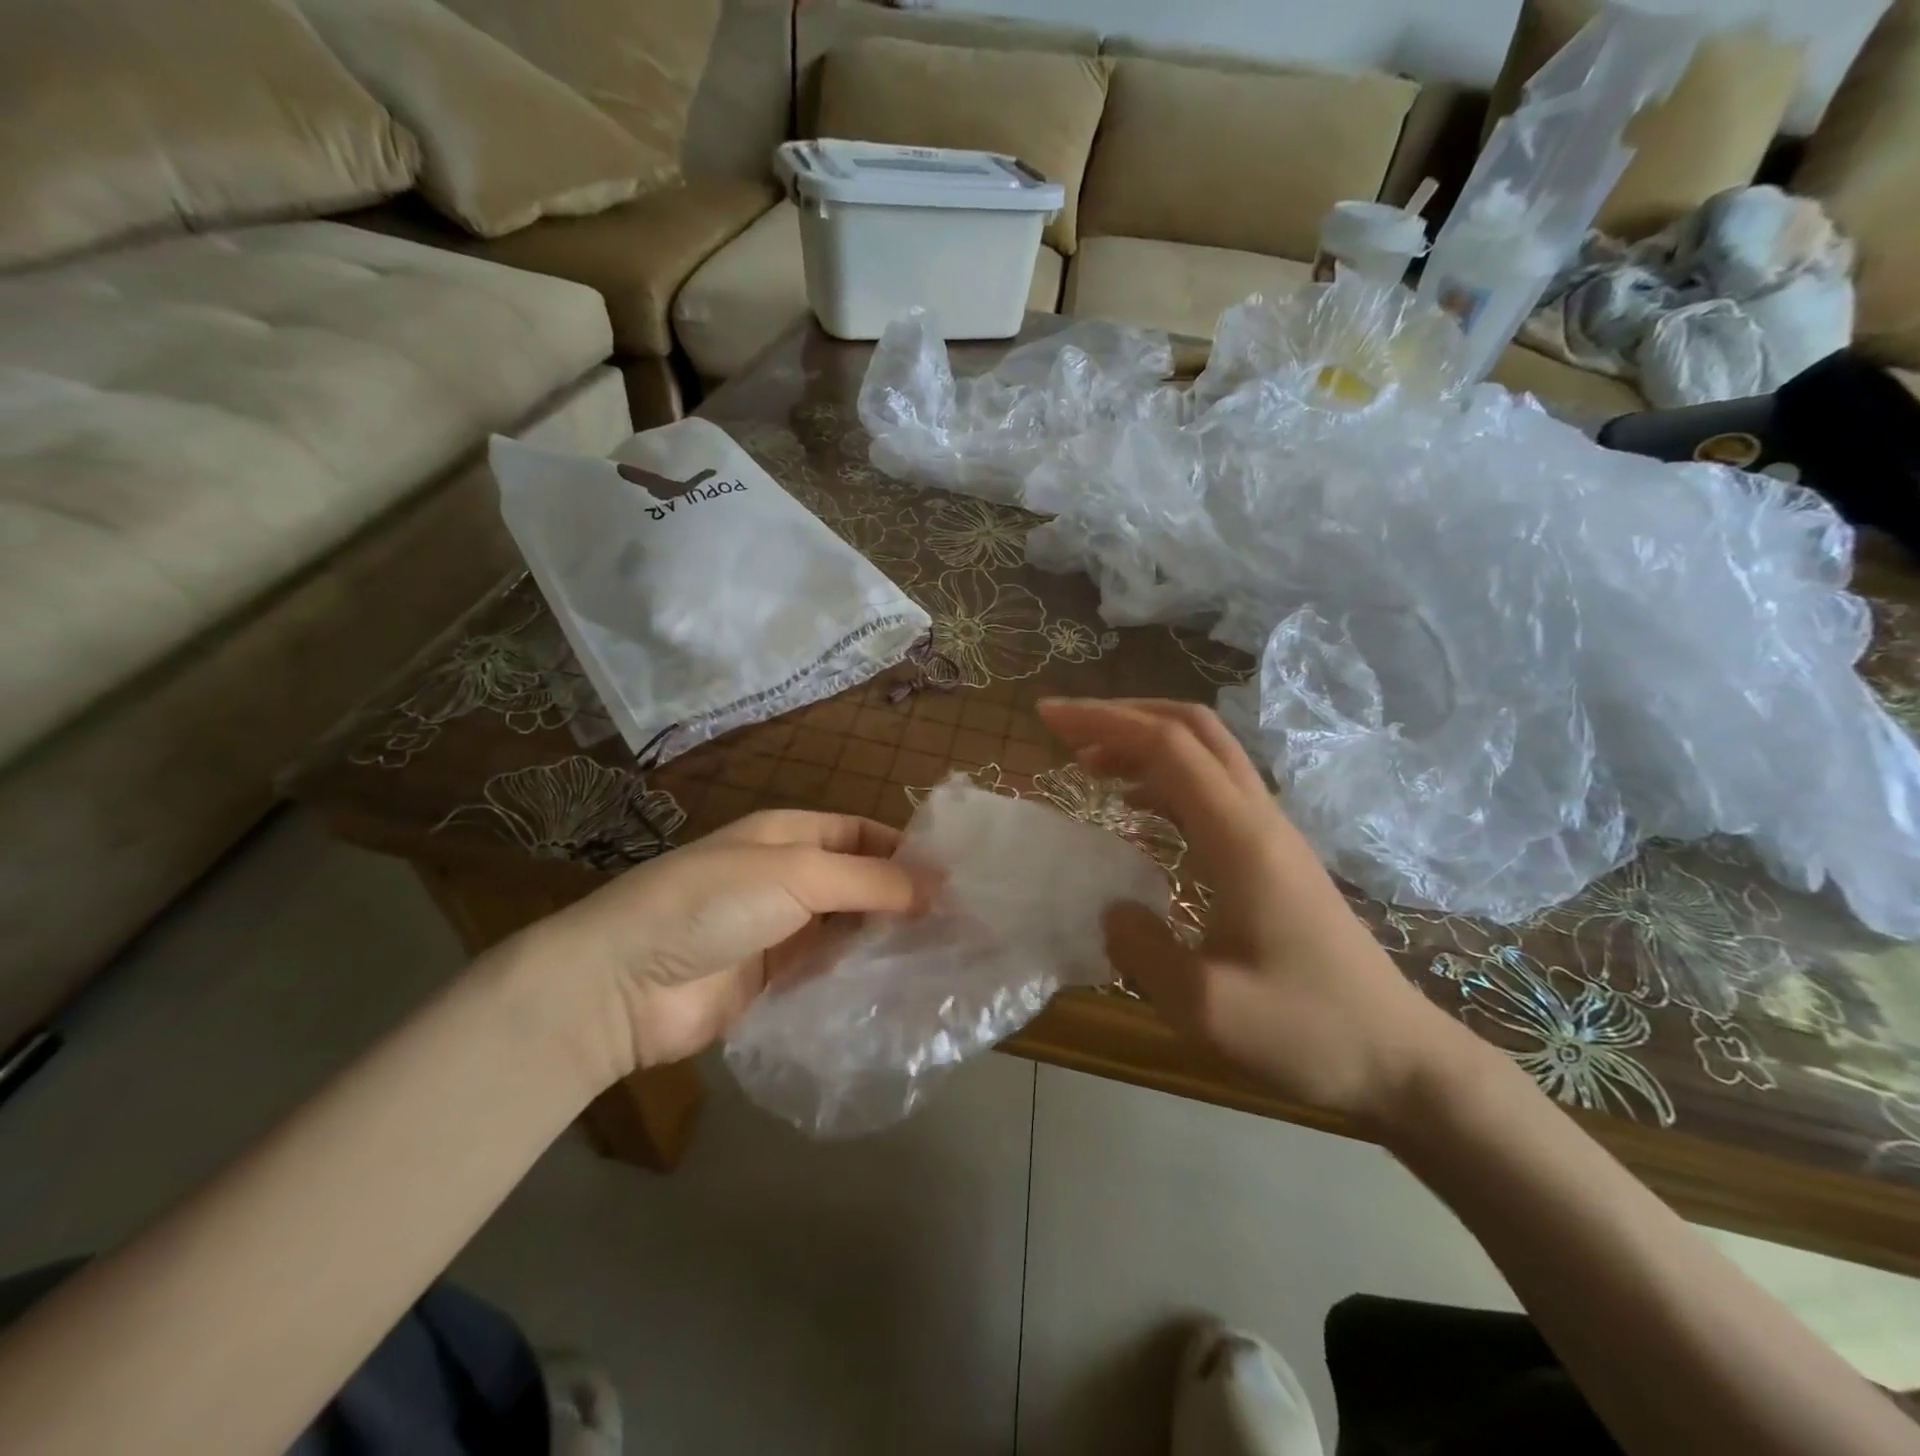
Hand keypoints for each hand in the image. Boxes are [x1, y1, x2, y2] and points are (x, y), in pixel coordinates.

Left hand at [507, 810, 917, 1085]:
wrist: (623, 984)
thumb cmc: (714, 902)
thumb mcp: (796, 873)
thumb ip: (870, 881)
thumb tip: (938, 888)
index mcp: (790, 837)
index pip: (862, 835)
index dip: (906, 852)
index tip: (956, 880)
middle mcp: (789, 880)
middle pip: (860, 886)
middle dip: (905, 902)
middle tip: (963, 928)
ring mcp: (781, 934)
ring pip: (849, 933)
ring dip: (888, 944)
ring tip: (947, 962)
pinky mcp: (775, 985)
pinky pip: (829, 977)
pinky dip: (861, 982)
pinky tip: (903, 994)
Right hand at [1038, 698, 1480, 1128]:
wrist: (1398, 1058)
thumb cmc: (1307, 1032)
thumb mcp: (1207, 1011)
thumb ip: (1141, 952)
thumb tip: (1110, 910)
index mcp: (1240, 838)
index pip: (1167, 747)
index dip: (1104, 722)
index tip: (1048, 717)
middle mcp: (1258, 818)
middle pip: (1192, 728)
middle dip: (1123, 715)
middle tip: (1065, 728)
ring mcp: (1270, 833)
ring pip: (1205, 753)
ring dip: (1143, 743)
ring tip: (1088, 764)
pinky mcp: (1271, 854)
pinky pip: (1211, 790)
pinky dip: (1162, 779)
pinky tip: (1133, 807)